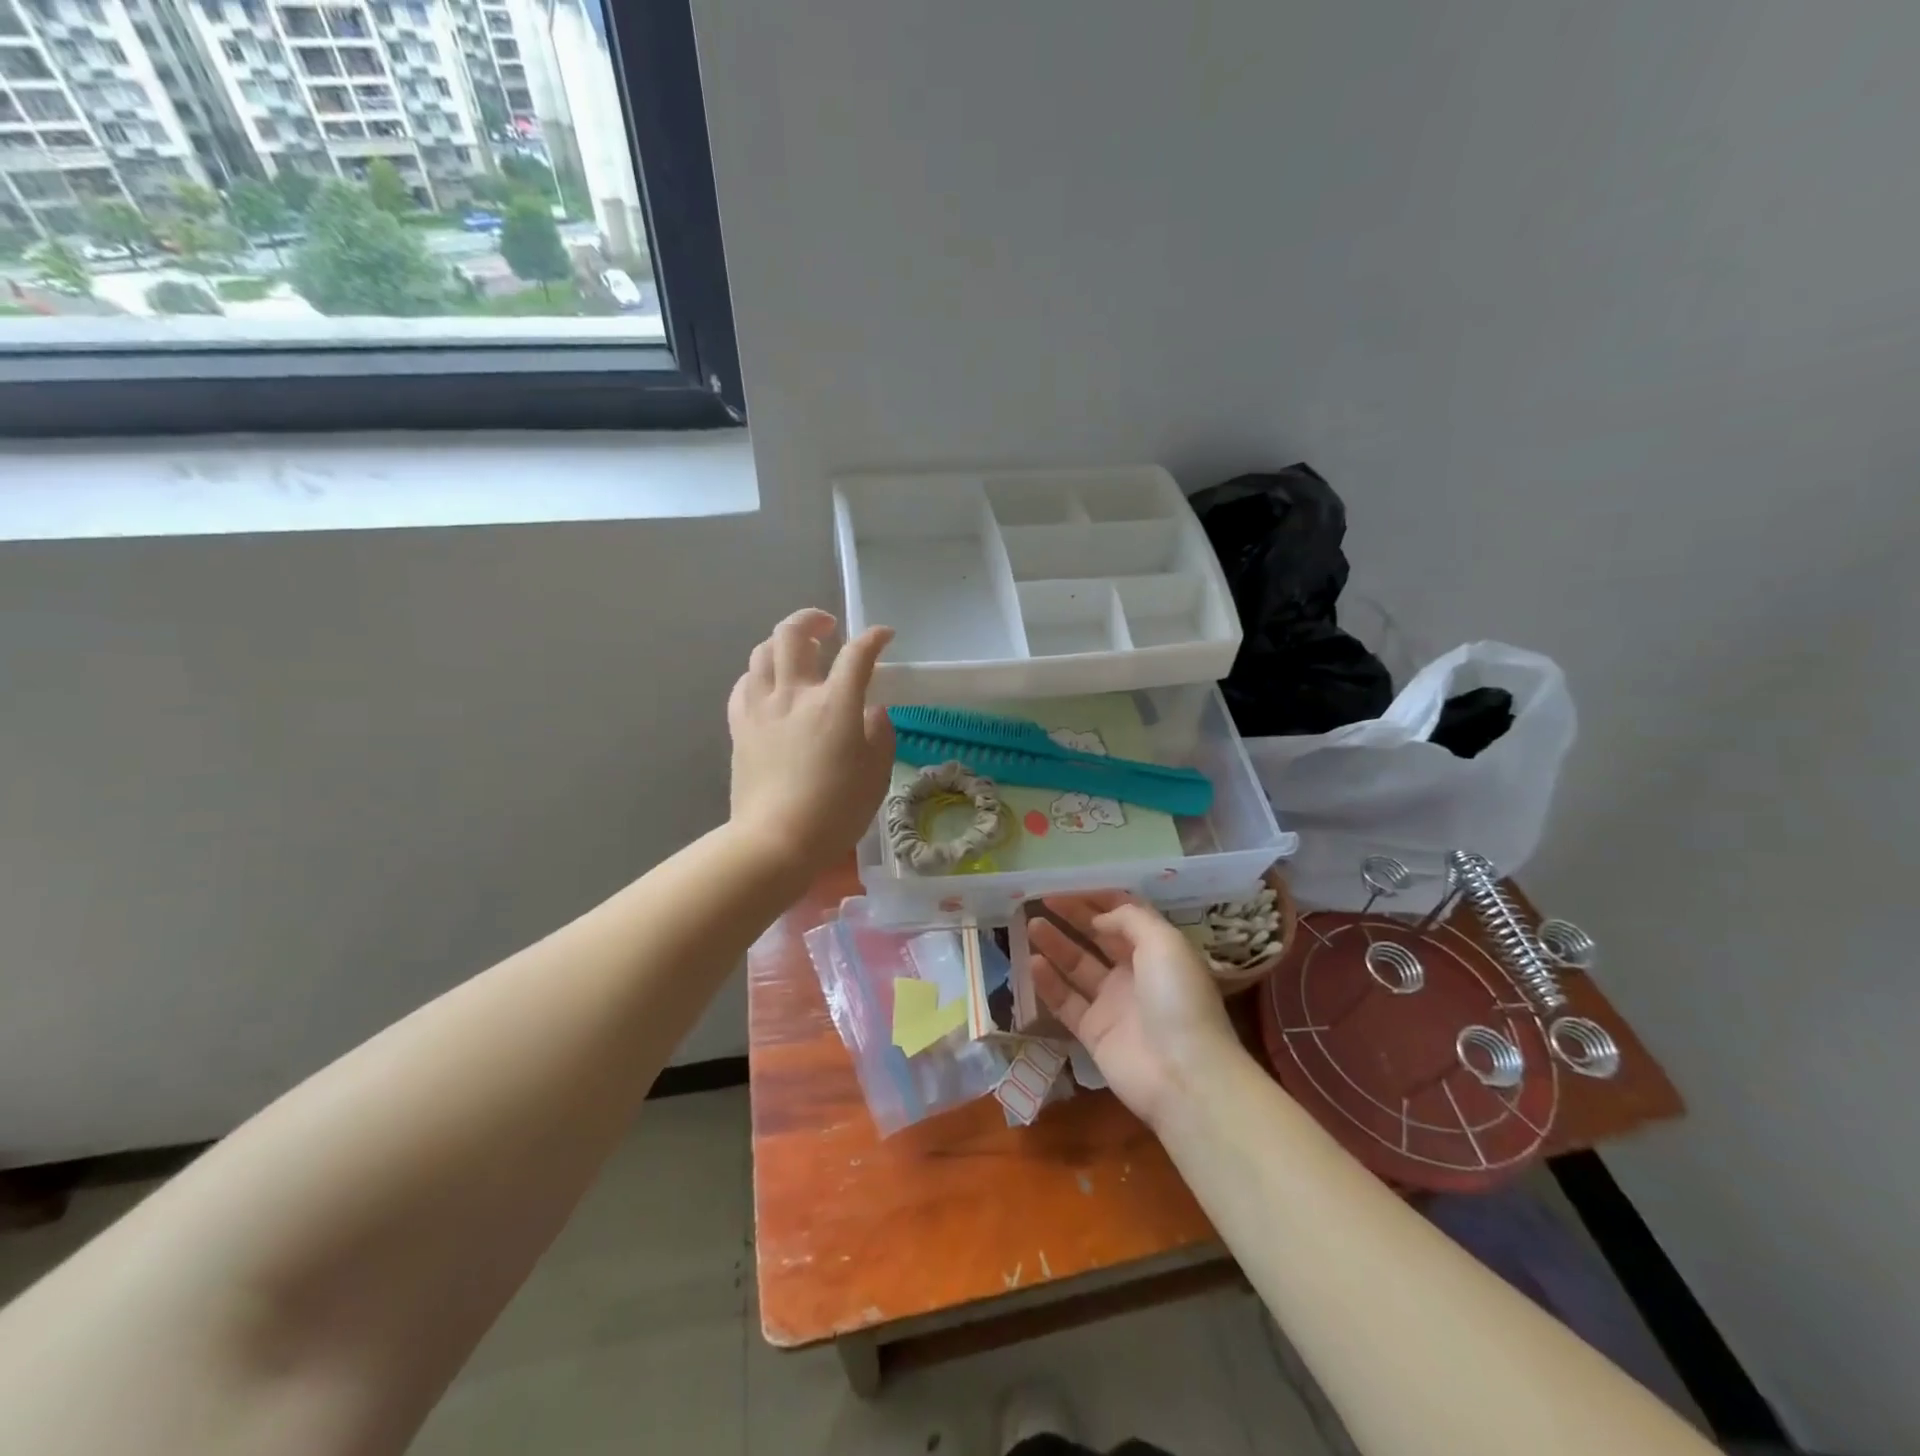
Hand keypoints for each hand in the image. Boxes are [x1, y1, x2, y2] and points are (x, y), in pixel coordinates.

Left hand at [727, 609, 895, 875]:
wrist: (776, 841)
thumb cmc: (836, 810)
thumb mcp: (876, 774)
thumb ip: (879, 733)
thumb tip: (872, 710)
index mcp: (835, 704)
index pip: (857, 654)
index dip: (874, 638)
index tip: (885, 636)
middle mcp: (795, 694)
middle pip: (794, 634)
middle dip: (813, 618)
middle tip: (828, 627)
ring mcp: (761, 708)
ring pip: (762, 652)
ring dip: (782, 642)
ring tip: (797, 653)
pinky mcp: (740, 727)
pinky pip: (744, 684)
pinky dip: (759, 674)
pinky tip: (769, 686)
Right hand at [1028, 892, 1241, 1127]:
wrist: (1184, 1074)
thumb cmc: (1178, 998)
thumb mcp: (1164, 942)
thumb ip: (1129, 919)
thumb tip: (1097, 918)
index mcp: (1158, 950)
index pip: (1124, 916)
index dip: (1098, 900)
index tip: (1069, 886)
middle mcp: (1135, 974)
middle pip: (1098, 938)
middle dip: (1073, 917)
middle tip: (1041, 900)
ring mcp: (1113, 1004)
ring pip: (1078, 967)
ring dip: (1056, 944)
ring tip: (1031, 924)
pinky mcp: (1094, 1033)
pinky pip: (1066, 1001)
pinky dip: (1049, 982)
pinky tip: (1032, 962)